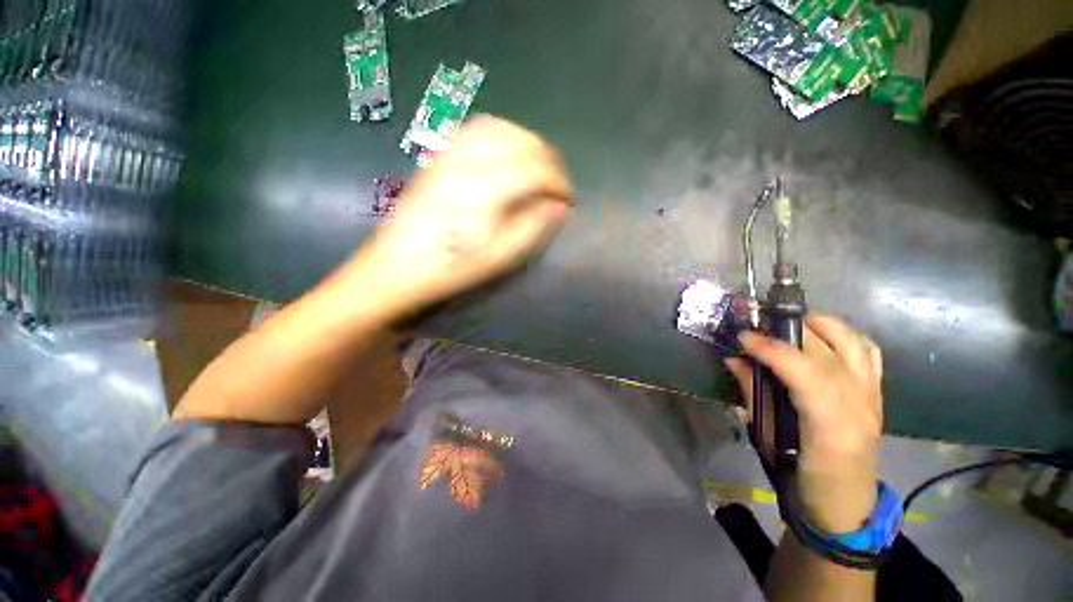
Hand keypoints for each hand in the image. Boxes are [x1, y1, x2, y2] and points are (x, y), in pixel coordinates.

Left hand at [350, 116, 573, 319]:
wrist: (399, 266)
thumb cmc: (454, 266)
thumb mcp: (501, 255)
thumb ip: (534, 226)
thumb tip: (560, 206)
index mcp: (490, 187)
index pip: (539, 170)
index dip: (561, 183)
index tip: (568, 201)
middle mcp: (473, 160)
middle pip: (523, 142)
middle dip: (548, 160)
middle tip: (555, 185)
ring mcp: (452, 154)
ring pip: (501, 129)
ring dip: (526, 144)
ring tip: (535, 167)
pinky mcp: (440, 157)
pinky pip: (475, 130)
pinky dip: (500, 135)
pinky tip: (504, 155)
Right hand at [725, 315, 883, 532]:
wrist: (847, 502)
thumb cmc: (803, 477)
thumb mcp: (769, 439)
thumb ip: (753, 395)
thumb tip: (733, 359)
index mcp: (831, 426)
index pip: (806, 372)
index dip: (772, 349)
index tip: (743, 337)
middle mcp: (860, 404)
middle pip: (829, 350)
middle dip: (789, 329)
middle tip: (758, 327)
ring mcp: (873, 395)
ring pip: (854, 342)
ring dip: (820, 324)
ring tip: (789, 324)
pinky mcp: (877, 392)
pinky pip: (867, 351)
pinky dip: (843, 335)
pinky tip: (821, 336)